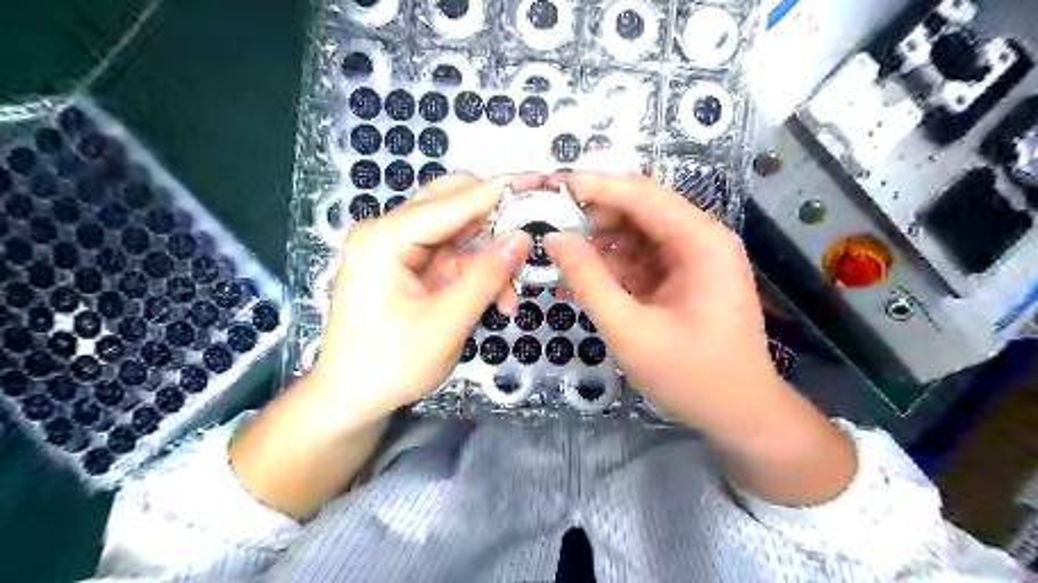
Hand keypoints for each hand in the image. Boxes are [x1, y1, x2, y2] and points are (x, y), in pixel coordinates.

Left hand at [308, 174, 534, 426]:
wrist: (352, 399)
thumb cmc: (390, 365)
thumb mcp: (446, 322)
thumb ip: (487, 276)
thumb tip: (523, 238)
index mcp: (384, 239)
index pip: (451, 202)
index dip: (498, 192)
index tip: (539, 180)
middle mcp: (388, 233)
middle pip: (451, 204)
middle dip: (494, 219)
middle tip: (532, 230)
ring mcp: (397, 249)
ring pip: (457, 231)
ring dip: (489, 255)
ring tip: (511, 292)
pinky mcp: (409, 267)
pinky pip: (452, 256)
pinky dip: (477, 272)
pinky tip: (496, 298)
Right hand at [543, 174, 778, 431]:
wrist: (741, 415)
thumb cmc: (692, 376)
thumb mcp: (631, 331)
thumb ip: (590, 282)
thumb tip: (555, 239)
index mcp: (701, 242)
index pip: (642, 194)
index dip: (595, 186)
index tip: (551, 187)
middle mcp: (702, 239)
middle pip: (641, 208)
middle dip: (595, 216)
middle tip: (551, 228)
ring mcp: (695, 258)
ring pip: (638, 232)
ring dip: (602, 242)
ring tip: (564, 256)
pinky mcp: (685, 277)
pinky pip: (643, 257)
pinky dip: (615, 264)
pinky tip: (589, 277)